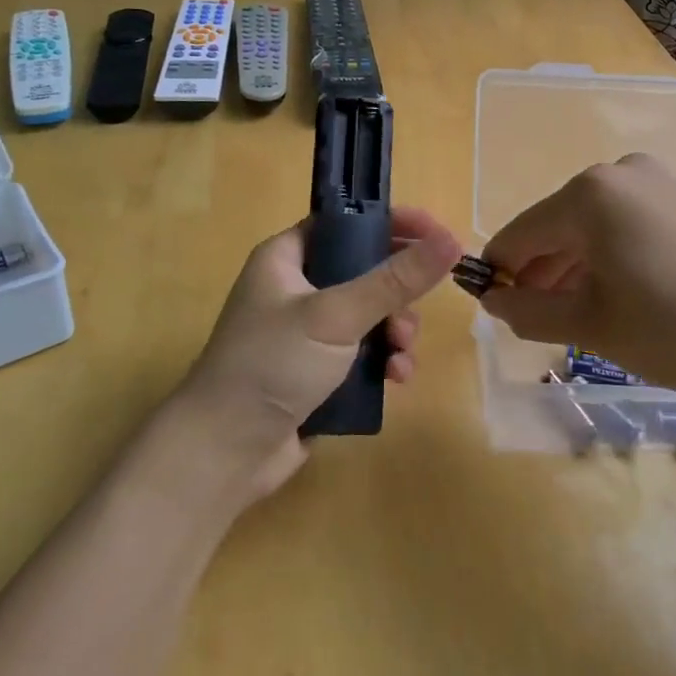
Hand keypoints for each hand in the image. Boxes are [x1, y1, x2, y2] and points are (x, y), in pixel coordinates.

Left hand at [169, 206, 460, 500]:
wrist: (225, 451)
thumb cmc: (273, 364)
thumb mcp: (336, 315)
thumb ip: (394, 280)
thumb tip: (450, 240)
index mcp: (286, 258)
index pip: (345, 223)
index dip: (389, 224)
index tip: (435, 234)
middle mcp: (295, 289)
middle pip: (364, 271)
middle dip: (397, 293)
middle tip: (413, 313)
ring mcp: (306, 333)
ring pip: (370, 316)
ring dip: (395, 332)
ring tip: (401, 356)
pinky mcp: (318, 372)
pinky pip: (363, 353)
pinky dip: (383, 361)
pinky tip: (395, 380)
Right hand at [479, 154, 675, 400]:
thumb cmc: (673, 329)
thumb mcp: (589, 325)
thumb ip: (528, 312)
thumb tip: (492, 302)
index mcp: (588, 194)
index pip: (520, 234)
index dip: (500, 274)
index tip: (493, 309)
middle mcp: (618, 173)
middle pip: (555, 226)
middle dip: (539, 272)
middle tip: (536, 320)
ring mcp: (655, 183)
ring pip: (589, 226)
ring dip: (571, 267)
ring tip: (572, 314)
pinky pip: (622, 224)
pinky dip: (605, 256)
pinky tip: (611, 294)